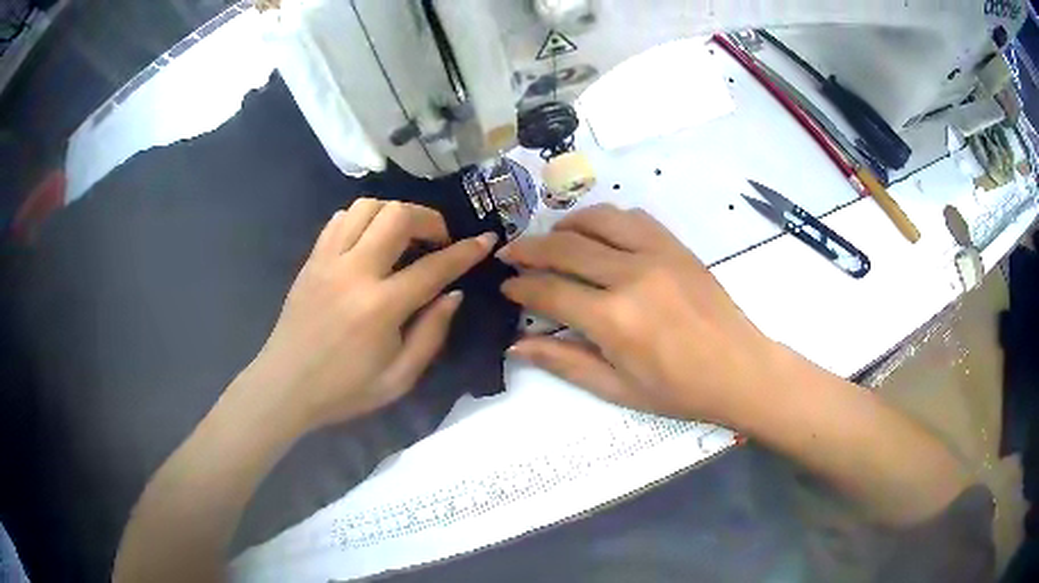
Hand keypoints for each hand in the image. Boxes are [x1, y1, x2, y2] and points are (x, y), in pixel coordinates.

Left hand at [239, 199, 495, 432]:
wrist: (285, 386)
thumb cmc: (344, 389)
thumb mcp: (399, 378)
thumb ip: (431, 334)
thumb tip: (453, 294)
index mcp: (380, 307)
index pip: (433, 267)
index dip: (466, 252)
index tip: (486, 240)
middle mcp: (354, 271)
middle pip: (397, 215)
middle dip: (429, 218)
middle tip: (438, 240)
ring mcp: (328, 260)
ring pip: (367, 206)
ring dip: (394, 213)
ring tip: (404, 236)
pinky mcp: (312, 259)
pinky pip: (340, 219)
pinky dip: (363, 219)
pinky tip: (370, 241)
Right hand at [498, 204, 776, 424]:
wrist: (739, 370)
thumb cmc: (679, 390)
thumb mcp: (617, 388)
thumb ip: (564, 362)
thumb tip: (516, 344)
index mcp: (614, 319)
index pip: (550, 291)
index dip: (520, 286)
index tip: (504, 285)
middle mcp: (632, 275)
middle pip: (565, 247)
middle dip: (529, 248)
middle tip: (510, 253)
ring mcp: (657, 253)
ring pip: (598, 220)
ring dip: (566, 225)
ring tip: (551, 239)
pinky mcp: (676, 246)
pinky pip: (633, 217)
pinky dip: (606, 219)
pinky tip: (598, 234)